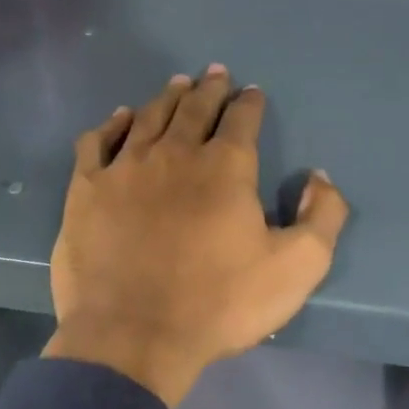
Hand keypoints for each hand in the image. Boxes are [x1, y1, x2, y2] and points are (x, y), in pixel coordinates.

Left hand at [44, 67, 349, 406]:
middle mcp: (174, 154)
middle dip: (209, 89)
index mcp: (225, 167)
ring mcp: (125, 168)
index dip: (249, 103)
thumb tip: (319, 178)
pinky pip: (98, 142)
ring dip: (167, 98)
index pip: (242, 120)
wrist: (133, 335)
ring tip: (177, 85)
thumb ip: (321, 217)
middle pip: (194, 108)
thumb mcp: (297, 268)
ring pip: (148, 117)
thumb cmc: (218, 303)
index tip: (251, 92)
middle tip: (214, 73)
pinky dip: (112, 124)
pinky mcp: (87, 189)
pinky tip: (120, 117)